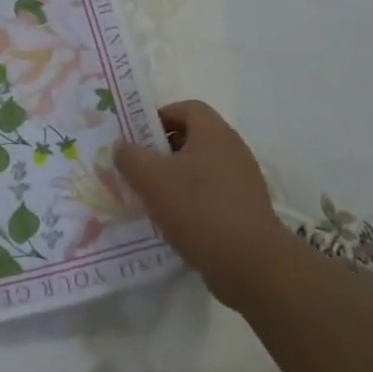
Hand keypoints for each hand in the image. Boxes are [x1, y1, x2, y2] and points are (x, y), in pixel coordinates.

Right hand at [115, 100, 287, 306]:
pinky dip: (193, 199)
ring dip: (176, 176)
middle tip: (139, 167)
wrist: (250, 264)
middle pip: (194, 137)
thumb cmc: (198, 209)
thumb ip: (130, 157)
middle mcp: (233, 149)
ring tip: (152, 197)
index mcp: (214, 133)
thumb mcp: (151, 179)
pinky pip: (213, 192)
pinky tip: (175, 220)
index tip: (138, 137)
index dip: (160, 116)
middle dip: (163, 149)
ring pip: (202, 167)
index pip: (186, 107)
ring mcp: (243, 180)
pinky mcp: (247, 208)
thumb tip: (122, 146)